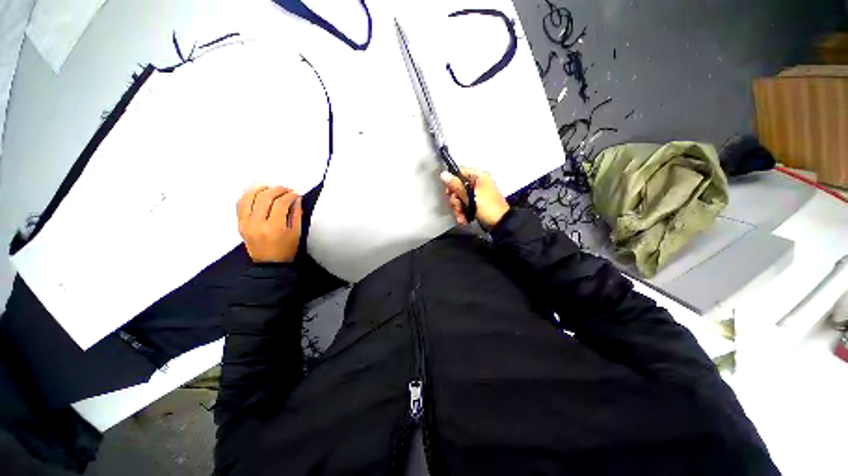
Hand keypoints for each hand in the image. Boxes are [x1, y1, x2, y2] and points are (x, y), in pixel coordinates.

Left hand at [237, 185, 302, 262]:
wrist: (269, 264)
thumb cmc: (286, 250)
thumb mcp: (296, 232)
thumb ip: (297, 214)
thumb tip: (296, 198)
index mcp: (275, 228)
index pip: (281, 204)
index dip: (289, 196)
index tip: (295, 194)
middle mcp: (258, 224)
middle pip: (265, 198)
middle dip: (277, 190)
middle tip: (286, 189)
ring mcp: (246, 224)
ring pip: (249, 198)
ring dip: (260, 189)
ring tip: (270, 188)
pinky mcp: (240, 224)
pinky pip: (240, 204)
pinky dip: (248, 195)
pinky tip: (257, 193)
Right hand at [441, 167, 508, 230]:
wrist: (499, 224)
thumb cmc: (488, 208)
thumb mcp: (470, 196)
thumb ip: (456, 186)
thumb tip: (444, 175)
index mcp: (479, 177)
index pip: (460, 172)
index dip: (452, 181)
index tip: (449, 192)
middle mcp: (477, 184)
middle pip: (458, 188)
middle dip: (455, 200)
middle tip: (458, 207)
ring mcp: (476, 195)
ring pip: (460, 199)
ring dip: (458, 209)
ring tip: (461, 217)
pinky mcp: (475, 205)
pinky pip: (464, 206)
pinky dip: (462, 213)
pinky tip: (464, 219)